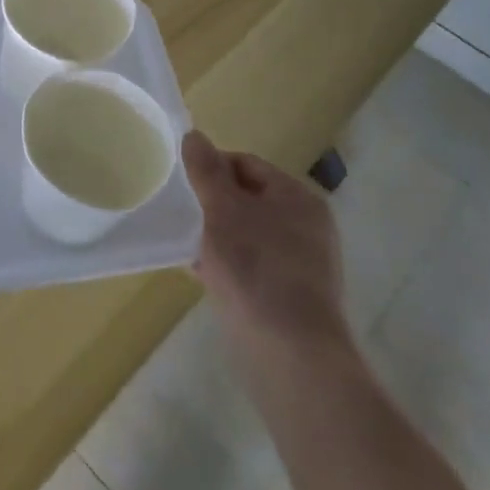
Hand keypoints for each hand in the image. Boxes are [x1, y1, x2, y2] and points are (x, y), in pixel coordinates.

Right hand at [183, 130, 350, 365]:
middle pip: (249, 199)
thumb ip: (206, 171)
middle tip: (182, 218)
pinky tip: (207, 277)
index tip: (182, 186)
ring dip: (219, 237)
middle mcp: (308, 224)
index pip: (246, 164)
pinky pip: (256, 265)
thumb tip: (195, 135)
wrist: (292, 354)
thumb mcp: (222, 211)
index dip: (211, 168)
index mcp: (297, 196)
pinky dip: (232, 265)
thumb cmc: (255, 269)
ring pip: (250, 234)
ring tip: (189, 248)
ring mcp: (306, 262)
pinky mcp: (297, 296)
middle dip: (212, 205)